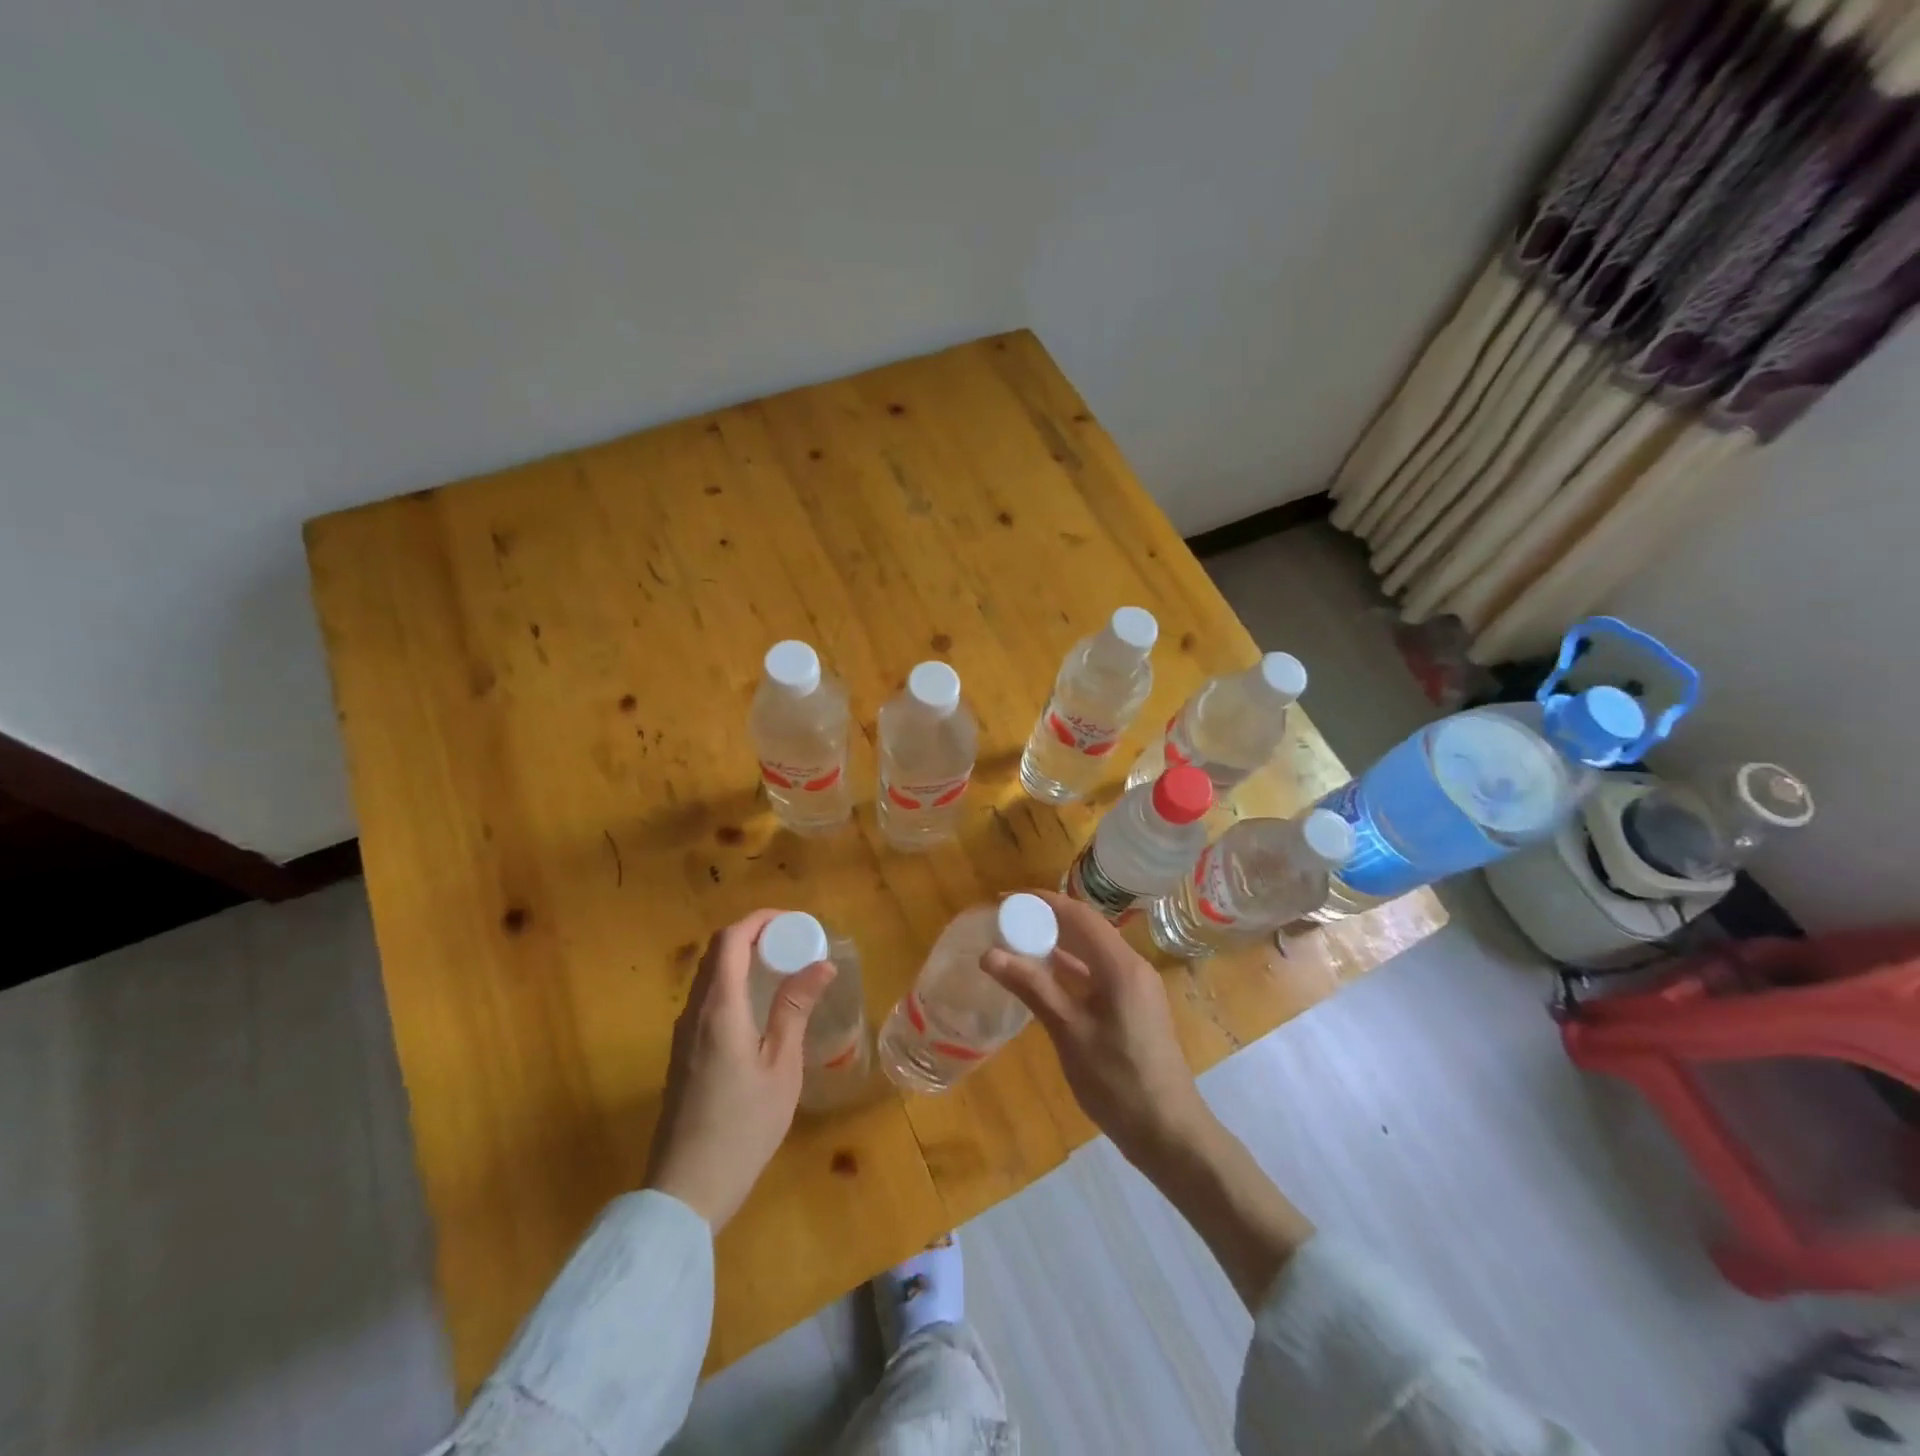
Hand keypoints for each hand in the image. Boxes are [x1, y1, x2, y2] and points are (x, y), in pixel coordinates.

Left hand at [644, 909, 834, 1229]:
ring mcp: (683, 1034)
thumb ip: (795, 1010)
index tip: (796, 924)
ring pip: (710, 975)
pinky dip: (734, 983)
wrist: (685, 1190)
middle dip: (755, 936)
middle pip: (717, 952)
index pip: (731, 939)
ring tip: (784, 969)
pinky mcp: (682, 1053)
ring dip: (744, 959)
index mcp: (719, 1008)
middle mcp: (694, 1012)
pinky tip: (760, 1006)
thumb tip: (821, 964)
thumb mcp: (781, 1067)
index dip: (761, 921)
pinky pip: (707, 998)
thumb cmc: (742, 1127)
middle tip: (795, 944)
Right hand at [981, 890, 1210, 1171]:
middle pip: (1087, 929)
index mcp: (1121, 966)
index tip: (1006, 900)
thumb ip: (1032, 988)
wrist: (1169, 1133)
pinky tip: (1045, 978)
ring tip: (1017, 944)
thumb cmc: (1118, 1081)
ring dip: (1058, 945)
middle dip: (1047, 920)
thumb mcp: (1070, 1033)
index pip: (1079, 915)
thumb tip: (989, 954)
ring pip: (1092, 952)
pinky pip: (1099, 974)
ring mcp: (1136, 988)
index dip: (1042, 902)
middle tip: (1006, 922)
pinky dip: (1071, 970)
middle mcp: (1132, 967)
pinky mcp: (1134, 1008)